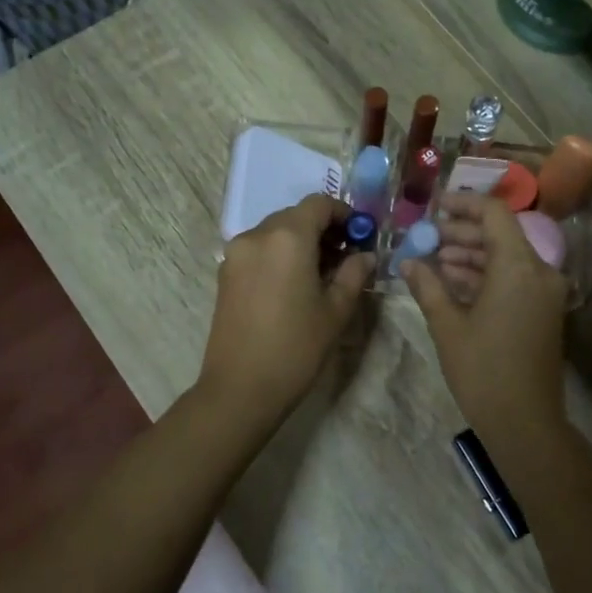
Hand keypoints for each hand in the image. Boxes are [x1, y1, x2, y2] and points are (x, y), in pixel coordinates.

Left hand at [198, 195, 373, 420]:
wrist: (240, 388)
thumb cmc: (296, 348)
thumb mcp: (336, 310)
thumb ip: (353, 273)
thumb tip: (365, 255)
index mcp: (288, 237)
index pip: (319, 204)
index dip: (344, 213)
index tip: (361, 235)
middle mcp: (257, 235)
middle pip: (295, 216)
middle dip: (322, 229)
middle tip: (345, 257)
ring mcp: (236, 254)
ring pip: (275, 232)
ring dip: (300, 242)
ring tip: (321, 274)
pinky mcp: (225, 274)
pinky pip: (259, 250)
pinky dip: (279, 255)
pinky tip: (294, 285)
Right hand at [403, 193, 568, 438]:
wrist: (525, 422)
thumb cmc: (483, 371)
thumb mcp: (447, 325)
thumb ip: (427, 286)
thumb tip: (407, 261)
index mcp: (518, 267)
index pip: (494, 213)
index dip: (463, 204)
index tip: (434, 207)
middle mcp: (539, 271)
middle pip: (500, 234)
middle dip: (462, 233)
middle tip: (426, 237)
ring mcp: (545, 292)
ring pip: (506, 257)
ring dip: (471, 255)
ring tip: (432, 261)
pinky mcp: (543, 311)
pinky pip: (514, 279)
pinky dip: (486, 275)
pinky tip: (453, 282)